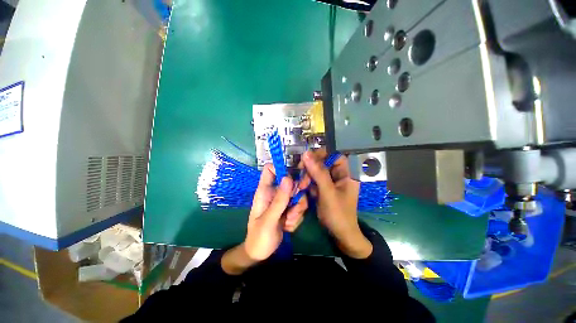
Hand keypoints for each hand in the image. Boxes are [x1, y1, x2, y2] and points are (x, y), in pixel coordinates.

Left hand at [221, 164, 306, 274]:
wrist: (260, 253)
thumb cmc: (259, 237)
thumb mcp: (269, 219)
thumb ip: (279, 200)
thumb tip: (288, 178)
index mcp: (265, 191)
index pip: (270, 169)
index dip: (281, 168)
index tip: (293, 177)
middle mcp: (275, 193)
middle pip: (291, 182)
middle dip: (297, 195)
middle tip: (295, 207)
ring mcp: (283, 201)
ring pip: (298, 196)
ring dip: (297, 210)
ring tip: (288, 221)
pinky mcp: (289, 209)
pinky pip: (300, 207)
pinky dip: (297, 217)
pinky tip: (288, 227)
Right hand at [301, 150, 371, 258]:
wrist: (340, 235)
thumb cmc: (338, 214)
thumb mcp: (328, 193)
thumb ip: (318, 173)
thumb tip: (306, 154)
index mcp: (347, 174)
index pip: (335, 156)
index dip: (322, 155)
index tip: (307, 159)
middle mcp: (339, 175)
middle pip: (323, 163)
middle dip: (311, 168)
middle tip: (301, 174)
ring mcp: (330, 182)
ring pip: (316, 171)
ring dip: (307, 177)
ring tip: (301, 186)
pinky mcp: (323, 188)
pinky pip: (313, 180)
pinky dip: (307, 183)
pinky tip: (302, 189)